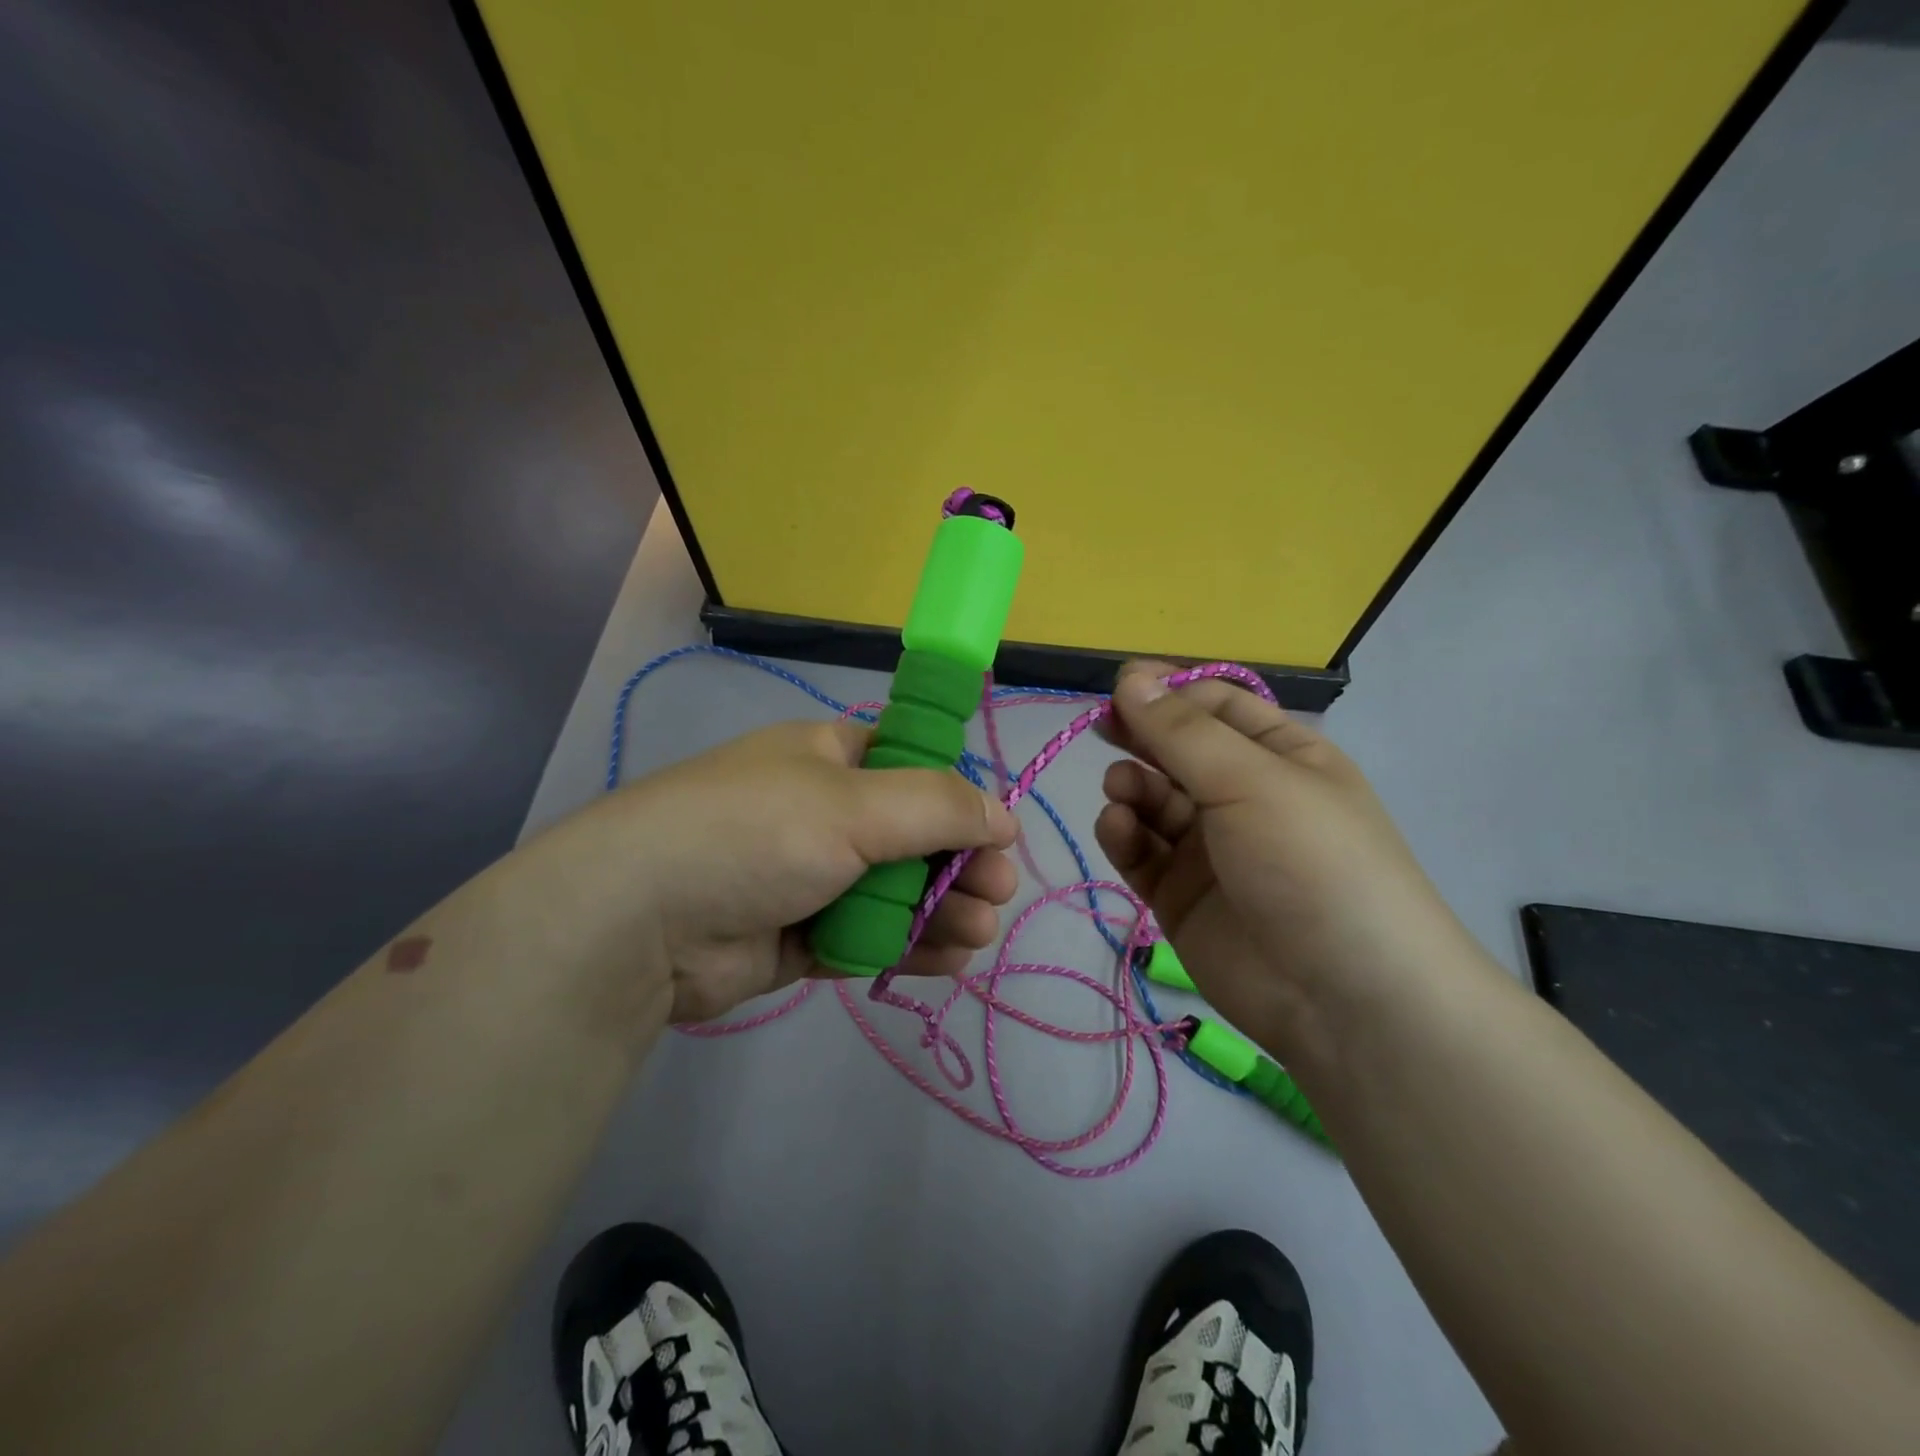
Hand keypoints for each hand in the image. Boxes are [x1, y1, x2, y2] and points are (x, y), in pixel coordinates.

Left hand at [555, 719, 1018, 1024]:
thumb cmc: (756, 833)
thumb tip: (1003, 816)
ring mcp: (810, 876)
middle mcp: (823, 812)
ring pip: (896, 891)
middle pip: (912, 835)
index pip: (912, 767)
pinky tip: (949, 960)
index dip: (957, 798)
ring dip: (942, 910)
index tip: (994, 833)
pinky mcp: (800, 935)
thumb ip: (936, 807)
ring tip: (978, 932)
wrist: (641, 923)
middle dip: (959, 864)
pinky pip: (869, 935)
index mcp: (830, 757)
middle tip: (996, 892)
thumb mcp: (853, 804)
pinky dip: (908, 947)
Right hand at [1094, 661, 1470, 1060]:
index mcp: (1281, 757)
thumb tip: (1130, 677)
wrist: (1344, 999)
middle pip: (1178, 751)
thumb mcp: (1250, 780)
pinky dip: (1123, 834)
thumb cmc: (1310, 862)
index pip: (1216, 706)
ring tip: (1122, 791)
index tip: (1119, 686)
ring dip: (1131, 787)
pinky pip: (1140, 852)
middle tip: (1103, 730)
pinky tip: (1118, 827)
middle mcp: (1244, 797)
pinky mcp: (1180, 896)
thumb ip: (1181, 732)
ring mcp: (1209, 849)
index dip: (1169, 692)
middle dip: (1141, 737)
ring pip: (1153, 801)